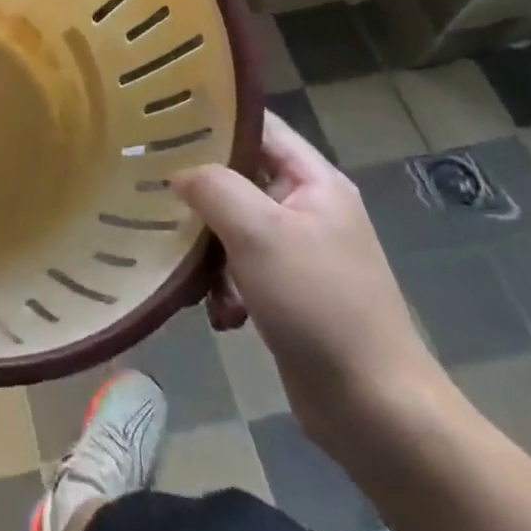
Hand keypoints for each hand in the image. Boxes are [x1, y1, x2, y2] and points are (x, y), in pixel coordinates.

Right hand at [174, 112, 447, 451]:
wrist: (375, 410)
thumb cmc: (319, 304)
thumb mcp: (259, 233)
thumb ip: (214, 187)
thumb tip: (179, 174)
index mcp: (315, 181)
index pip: (259, 127)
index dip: (215, 119)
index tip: (164, 122)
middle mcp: (309, 208)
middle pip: (241, 177)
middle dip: (201, 190)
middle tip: (155, 191)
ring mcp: (301, 252)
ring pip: (235, 226)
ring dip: (209, 248)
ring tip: (192, 272)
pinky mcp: (290, 293)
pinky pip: (243, 268)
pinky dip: (226, 285)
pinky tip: (220, 312)